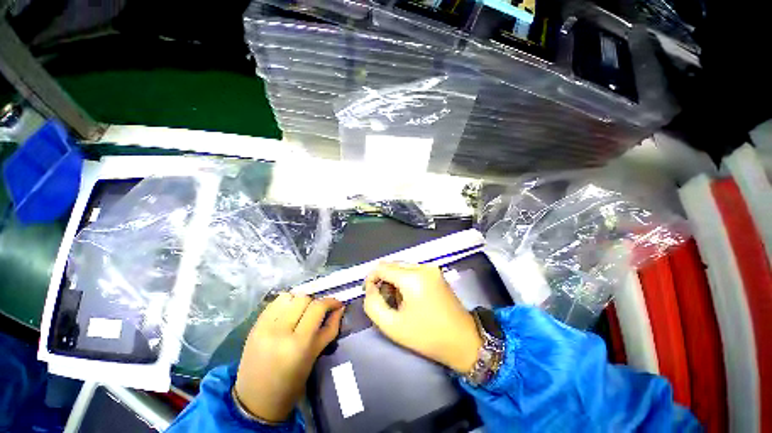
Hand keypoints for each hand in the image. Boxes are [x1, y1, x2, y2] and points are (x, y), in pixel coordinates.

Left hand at [235, 293, 343, 422]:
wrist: (255, 401)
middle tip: (318, 312)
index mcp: (298, 344)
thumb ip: (330, 329)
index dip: (330, 301)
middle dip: (315, 302)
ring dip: (299, 301)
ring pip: (288, 296)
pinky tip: (288, 313)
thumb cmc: (291, 383)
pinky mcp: (254, 326)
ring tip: (302, 312)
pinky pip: (274, 303)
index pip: (317, 307)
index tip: (337, 304)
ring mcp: (264, 327)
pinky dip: (285, 303)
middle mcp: (280, 331)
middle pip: (303, 298)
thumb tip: (340, 308)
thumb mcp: (314, 356)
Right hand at [363, 262, 480, 373]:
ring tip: (396, 300)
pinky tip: (408, 295)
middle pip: (392, 265)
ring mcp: (431, 268)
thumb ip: (373, 305)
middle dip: (383, 279)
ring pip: (402, 266)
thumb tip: (370, 288)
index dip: (371, 278)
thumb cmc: (427, 336)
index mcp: (412, 277)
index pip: (382, 267)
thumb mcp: (393, 326)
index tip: (369, 293)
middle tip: (383, 299)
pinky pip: (413, 269)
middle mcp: (422, 266)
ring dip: (394, 279)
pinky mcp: (436, 272)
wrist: (463, 340)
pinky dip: (405, 279)